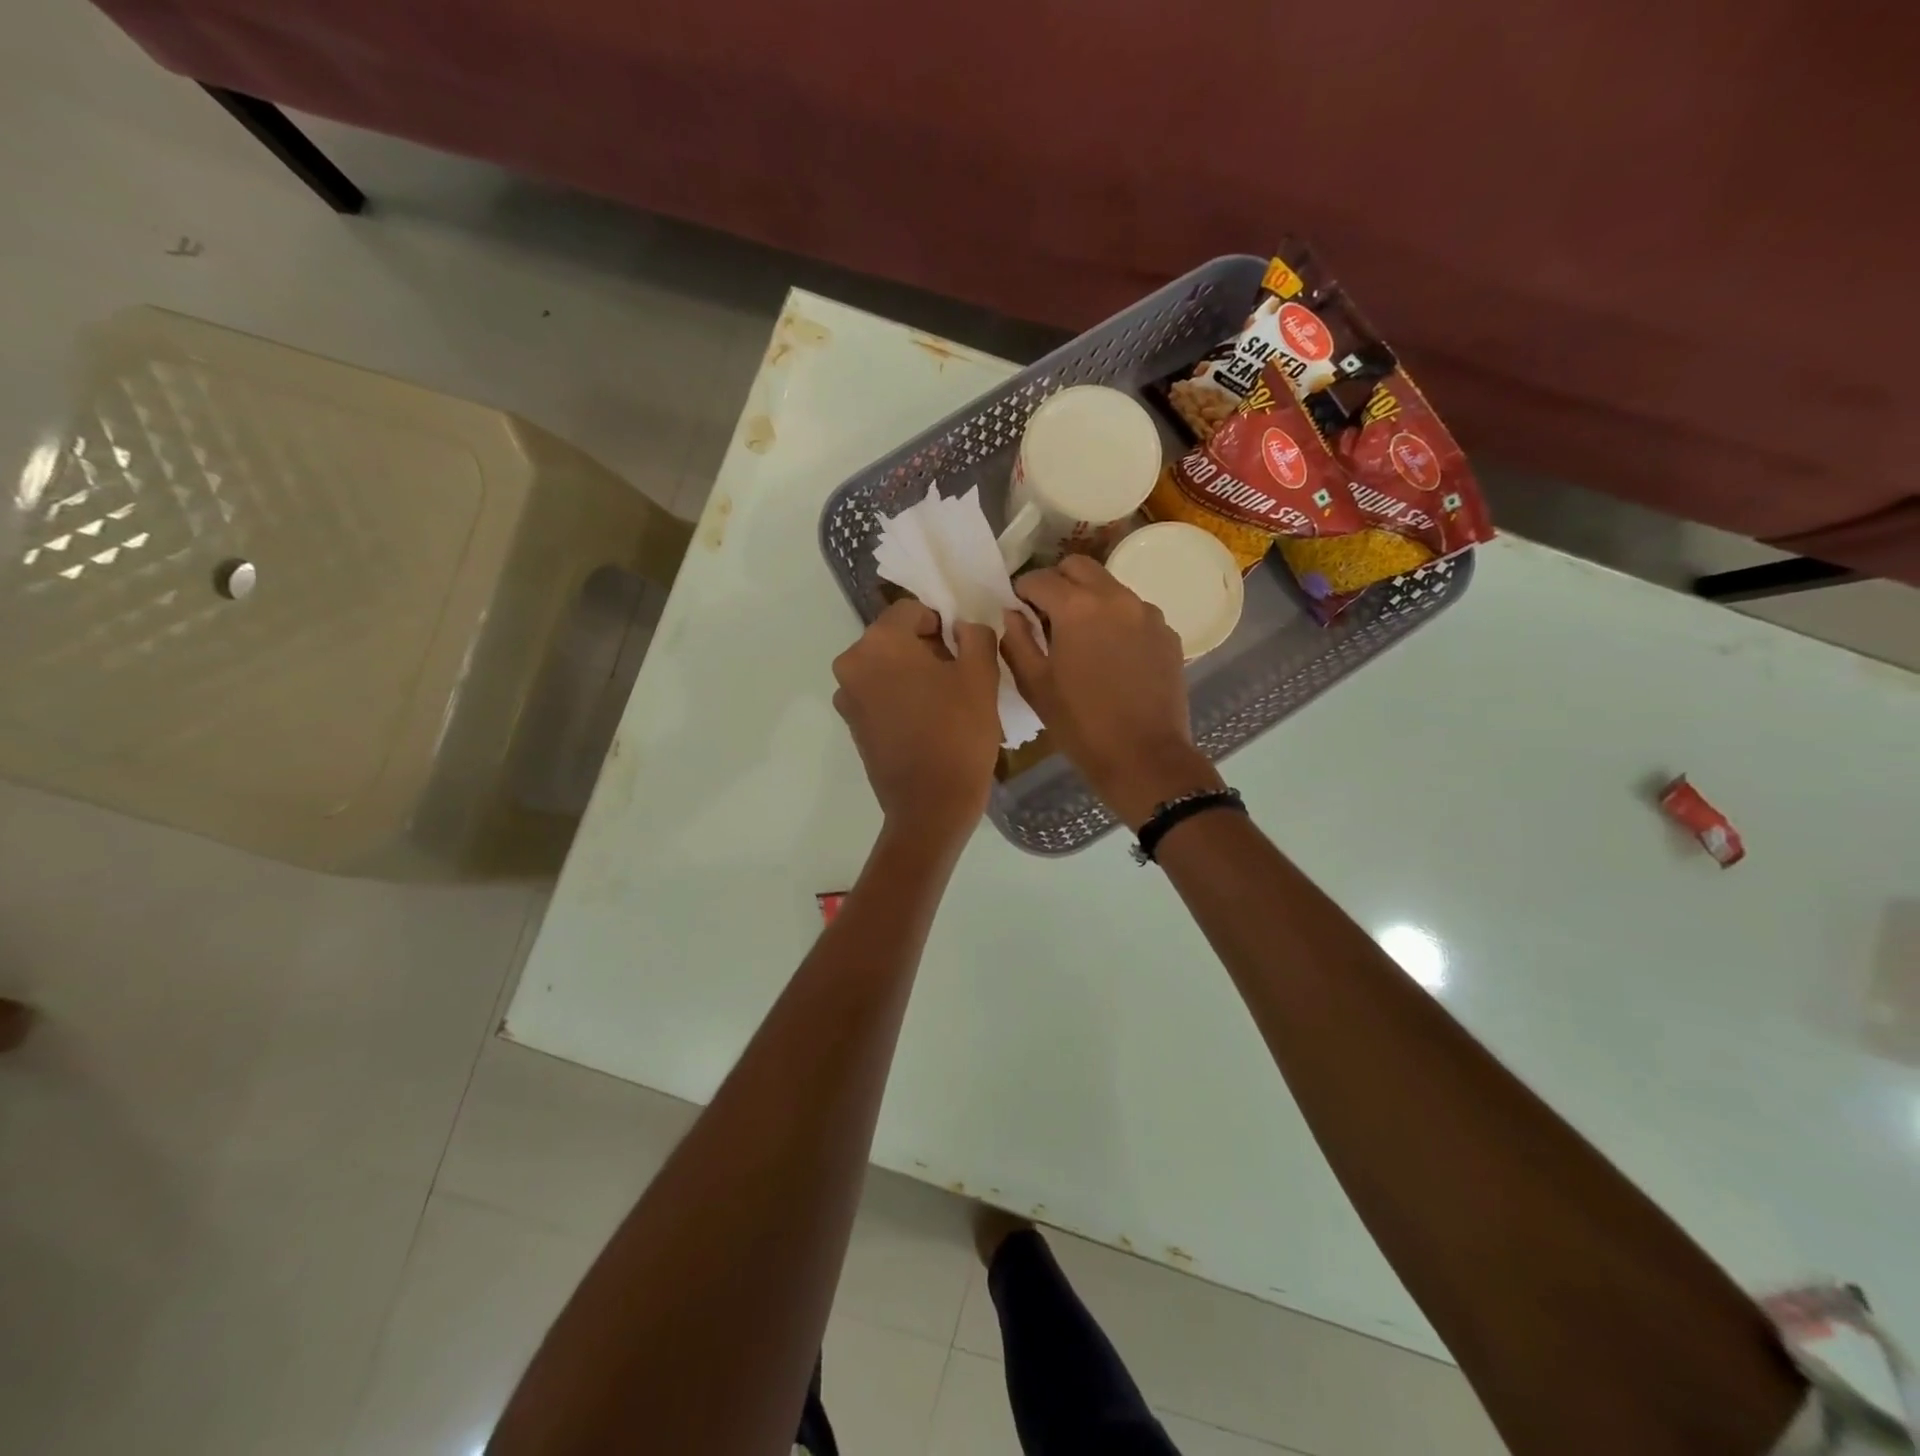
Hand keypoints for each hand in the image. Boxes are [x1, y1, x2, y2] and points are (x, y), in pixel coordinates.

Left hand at [832, 599, 1001, 840]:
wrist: (930, 806)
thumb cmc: (958, 734)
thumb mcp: (981, 676)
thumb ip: (975, 636)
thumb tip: (963, 628)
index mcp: (879, 643)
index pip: (913, 610)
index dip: (943, 625)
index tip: (964, 653)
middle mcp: (852, 663)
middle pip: (895, 638)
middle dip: (927, 649)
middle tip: (959, 677)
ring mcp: (847, 696)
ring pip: (887, 667)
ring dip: (913, 674)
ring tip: (944, 703)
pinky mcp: (852, 724)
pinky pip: (879, 694)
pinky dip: (900, 697)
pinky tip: (926, 722)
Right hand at [1000, 556, 1222, 829]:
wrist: (1144, 757)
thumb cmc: (1080, 725)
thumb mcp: (1035, 685)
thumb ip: (1016, 641)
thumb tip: (1012, 614)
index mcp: (1077, 607)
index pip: (1039, 578)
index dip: (1022, 591)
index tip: (1017, 609)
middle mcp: (1115, 597)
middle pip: (1079, 567)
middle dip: (1058, 582)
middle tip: (1046, 614)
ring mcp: (1147, 613)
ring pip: (1110, 587)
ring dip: (1089, 599)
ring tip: (1081, 637)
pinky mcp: (1167, 634)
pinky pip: (1135, 612)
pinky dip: (1117, 621)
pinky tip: (1112, 655)